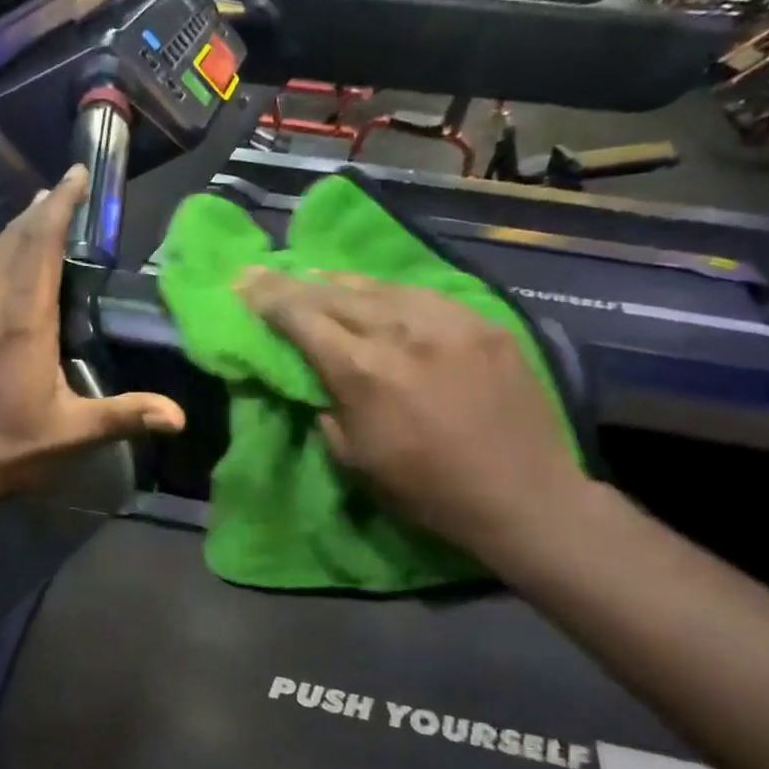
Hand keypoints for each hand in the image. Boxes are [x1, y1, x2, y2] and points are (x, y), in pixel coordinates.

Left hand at [0, 166, 185, 508]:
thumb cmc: (8, 450)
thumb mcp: (72, 434)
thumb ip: (126, 415)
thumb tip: (180, 416)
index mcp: (22, 320)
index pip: (41, 242)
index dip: (61, 204)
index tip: (76, 176)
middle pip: (13, 237)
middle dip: (40, 212)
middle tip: (62, 196)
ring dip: (9, 232)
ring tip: (31, 225)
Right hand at [239, 270, 590, 558]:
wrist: (523, 496)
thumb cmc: (427, 492)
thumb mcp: (355, 461)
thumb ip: (328, 409)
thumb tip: (319, 378)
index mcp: (364, 371)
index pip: (303, 319)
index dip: (269, 298)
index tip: (244, 282)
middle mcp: (402, 332)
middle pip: (335, 294)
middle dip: (294, 283)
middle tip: (267, 272)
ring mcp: (448, 321)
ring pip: (380, 287)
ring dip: (340, 282)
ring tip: (316, 276)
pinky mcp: (484, 322)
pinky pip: (424, 295)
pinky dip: (390, 292)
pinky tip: (379, 293)